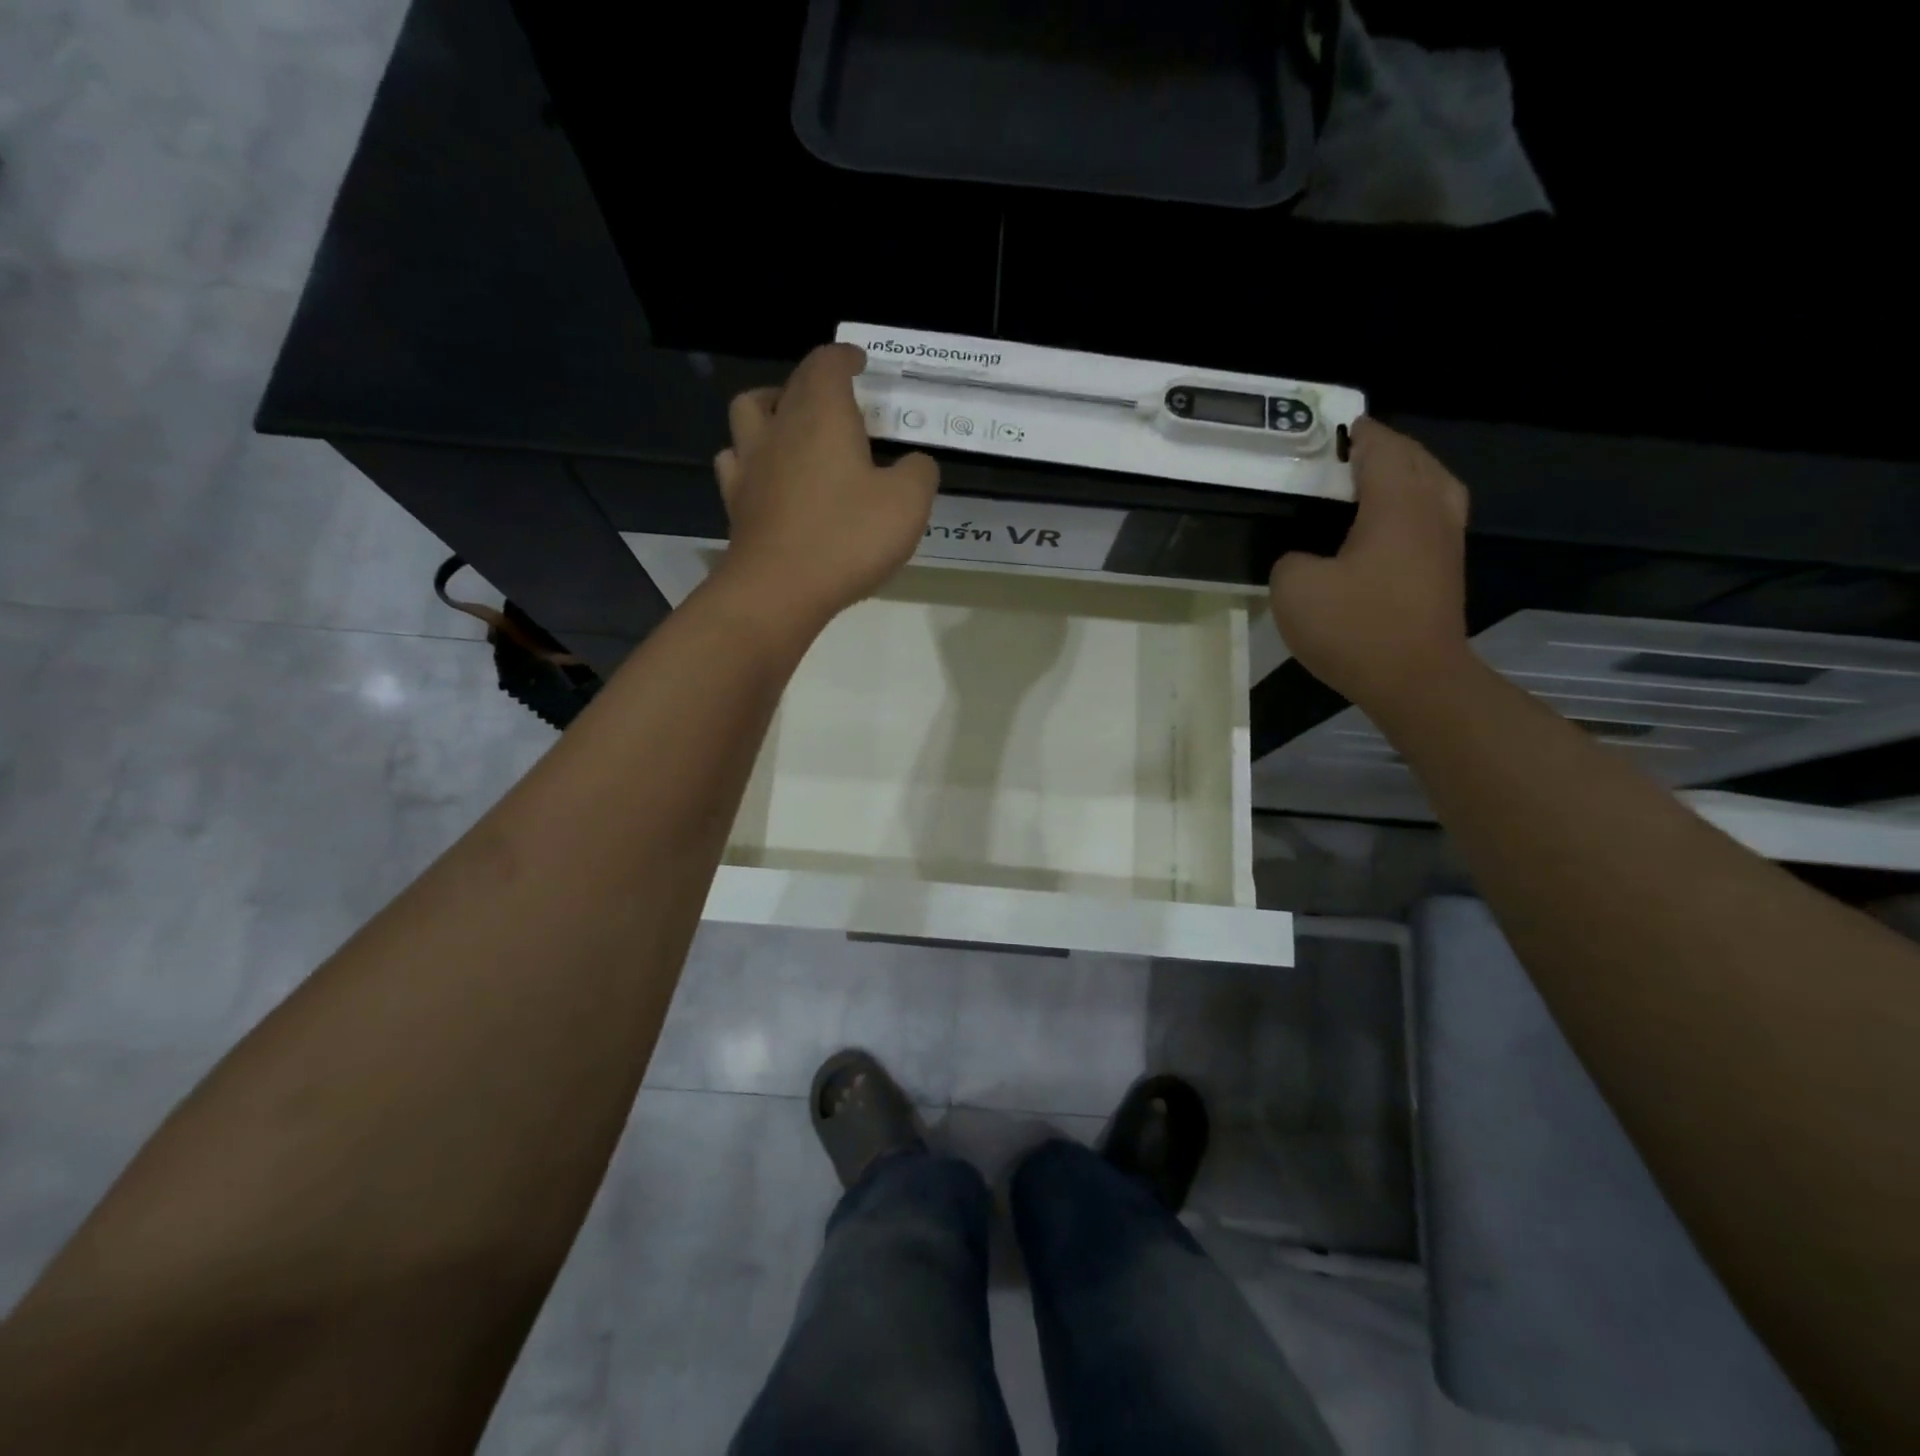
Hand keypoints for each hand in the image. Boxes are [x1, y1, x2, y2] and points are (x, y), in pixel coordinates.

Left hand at [712, 343, 937, 627]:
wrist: (780, 590)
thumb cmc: (848, 538)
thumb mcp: (908, 503)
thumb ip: (918, 472)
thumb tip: (914, 464)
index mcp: (823, 415)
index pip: (827, 363)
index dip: (844, 357)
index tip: (859, 363)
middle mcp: (780, 428)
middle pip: (791, 384)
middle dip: (815, 382)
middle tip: (839, 400)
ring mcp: (751, 464)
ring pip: (750, 411)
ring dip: (771, 406)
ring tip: (791, 423)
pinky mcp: (736, 500)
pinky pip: (735, 461)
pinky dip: (750, 456)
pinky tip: (766, 473)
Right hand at [1268, 418, 1472, 716]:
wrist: (1416, 681)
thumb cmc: (1356, 628)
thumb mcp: (1295, 589)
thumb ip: (1290, 561)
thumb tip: (1305, 560)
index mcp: (1396, 505)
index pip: (1381, 449)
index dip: (1360, 434)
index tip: (1339, 427)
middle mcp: (1430, 513)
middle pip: (1417, 461)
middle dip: (1388, 449)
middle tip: (1353, 452)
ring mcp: (1445, 544)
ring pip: (1436, 487)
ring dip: (1408, 474)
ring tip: (1376, 482)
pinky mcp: (1446, 572)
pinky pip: (1433, 517)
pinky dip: (1413, 504)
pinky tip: (1387, 526)